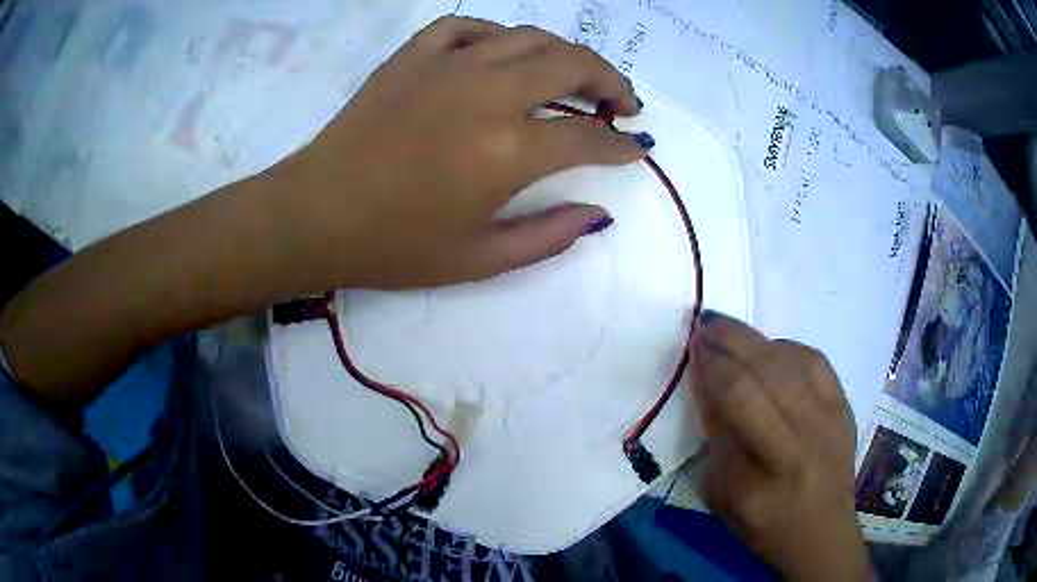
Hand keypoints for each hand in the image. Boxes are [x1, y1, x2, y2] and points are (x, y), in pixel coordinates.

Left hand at [0, 17, 649, 401]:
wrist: (315, 215)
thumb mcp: (478, 261)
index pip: (589, 137)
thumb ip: (548, 236)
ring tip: (576, 77)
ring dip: (565, 54)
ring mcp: (447, 65)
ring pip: (529, 37)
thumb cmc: (392, 247)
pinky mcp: (413, 55)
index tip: (635, 149)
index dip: (621, 145)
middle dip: (612, 82)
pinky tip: (503, 55)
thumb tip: (599, 213)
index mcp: (506, 152)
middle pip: (573, 65)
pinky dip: (497, 35)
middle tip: (622, 104)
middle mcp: (487, 94)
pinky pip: (469, 27)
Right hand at [689, 311, 869, 581]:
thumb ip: (716, 448)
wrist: (824, 531)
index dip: (709, 378)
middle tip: (702, 326)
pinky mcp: (844, 409)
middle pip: (759, 384)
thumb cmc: (768, 526)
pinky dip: (787, 347)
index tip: (693, 353)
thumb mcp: (725, 502)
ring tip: (725, 325)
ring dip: (752, 340)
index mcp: (760, 486)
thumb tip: (709, 389)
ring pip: (788, 367)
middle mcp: (798, 450)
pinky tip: (767, 346)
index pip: (729, 418)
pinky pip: (815, 363)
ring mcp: (828, 425)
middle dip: (727, 348)